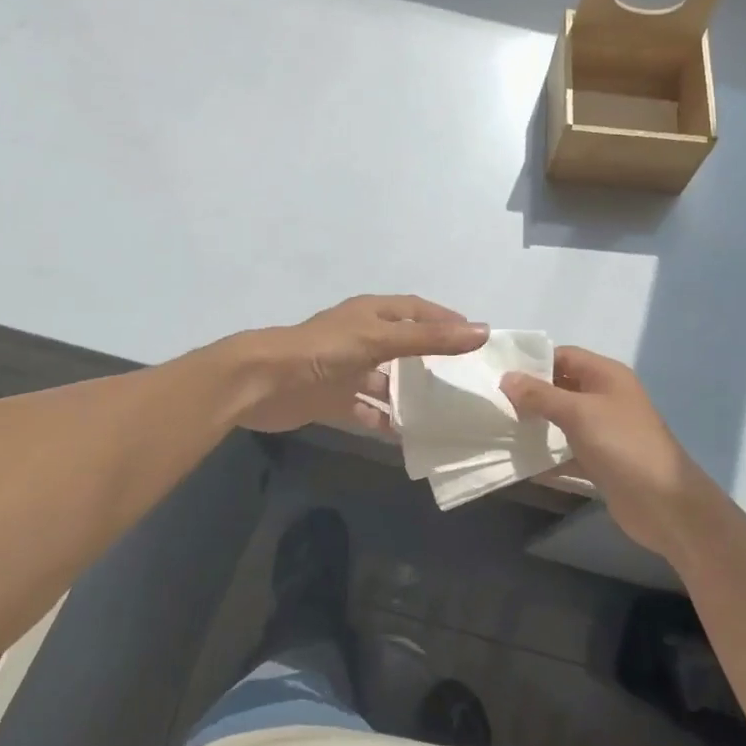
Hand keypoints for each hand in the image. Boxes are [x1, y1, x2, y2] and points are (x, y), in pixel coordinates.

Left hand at [232, 295, 487, 434]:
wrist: (263, 383)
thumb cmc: (324, 351)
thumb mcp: (380, 339)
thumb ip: (430, 339)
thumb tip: (481, 331)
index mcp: (370, 314)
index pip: (415, 310)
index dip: (443, 319)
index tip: (474, 336)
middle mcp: (361, 337)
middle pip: (403, 345)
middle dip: (431, 360)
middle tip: (464, 378)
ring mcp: (347, 369)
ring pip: (387, 381)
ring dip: (408, 395)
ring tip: (443, 412)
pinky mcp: (333, 398)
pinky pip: (367, 409)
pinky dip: (384, 421)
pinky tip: (406, 435)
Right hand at [501, 347, 721, 558]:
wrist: (665, 504)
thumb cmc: (623, 445)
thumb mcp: (579, 413)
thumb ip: (540, 395)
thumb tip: (506, 378)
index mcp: (606, 375)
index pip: (563, 355)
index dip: (532, 361)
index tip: (497, 373)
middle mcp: (605, 397)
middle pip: (560, 387)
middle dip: (529, 394)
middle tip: (492, 402)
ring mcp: (603, 431)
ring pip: (561, 421)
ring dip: (535, 425)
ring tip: (498, 428)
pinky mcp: (600, 461)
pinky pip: (566, 451)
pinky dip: (546, 456)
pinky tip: (518, 461)